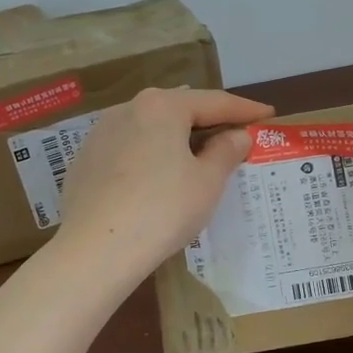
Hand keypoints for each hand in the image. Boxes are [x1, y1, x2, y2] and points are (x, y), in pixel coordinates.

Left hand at [56, 87, 274, 285]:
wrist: (95, 250)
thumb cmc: (162, 210)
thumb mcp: (207, 182)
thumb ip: (226, 152)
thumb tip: (237, 135)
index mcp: (162, 106)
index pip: (213, 102)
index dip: (244, 109)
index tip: (266, 114)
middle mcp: (127, 109)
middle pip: (178, 109)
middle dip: (208, 121)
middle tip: (235, 133)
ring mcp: (100, 134)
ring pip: (150, 128)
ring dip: (177, 137)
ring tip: (198, 152)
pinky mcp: (85, 161)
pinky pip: (129, 149)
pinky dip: (151, 155)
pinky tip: (158, 176)